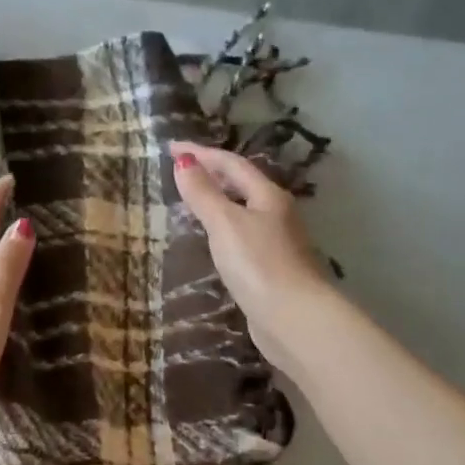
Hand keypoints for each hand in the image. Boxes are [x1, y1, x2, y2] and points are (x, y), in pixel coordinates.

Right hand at [170, 141, 331, 373]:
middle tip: (181, 169)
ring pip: (244, 211)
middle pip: (242, 184)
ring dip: (219, 201)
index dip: (200, 153)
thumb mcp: (225, 223)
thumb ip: (203, 193)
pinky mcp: (271, 269)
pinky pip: (242, 237)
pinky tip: (212, 241)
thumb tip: (183, 161)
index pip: (231, 163)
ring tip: (192, 201)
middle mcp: (277, 214)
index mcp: (268, 196)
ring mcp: (276, 243)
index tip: (170, 146)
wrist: (293, 318)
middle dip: (212, 173)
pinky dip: (223, 229)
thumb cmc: (258, 264)